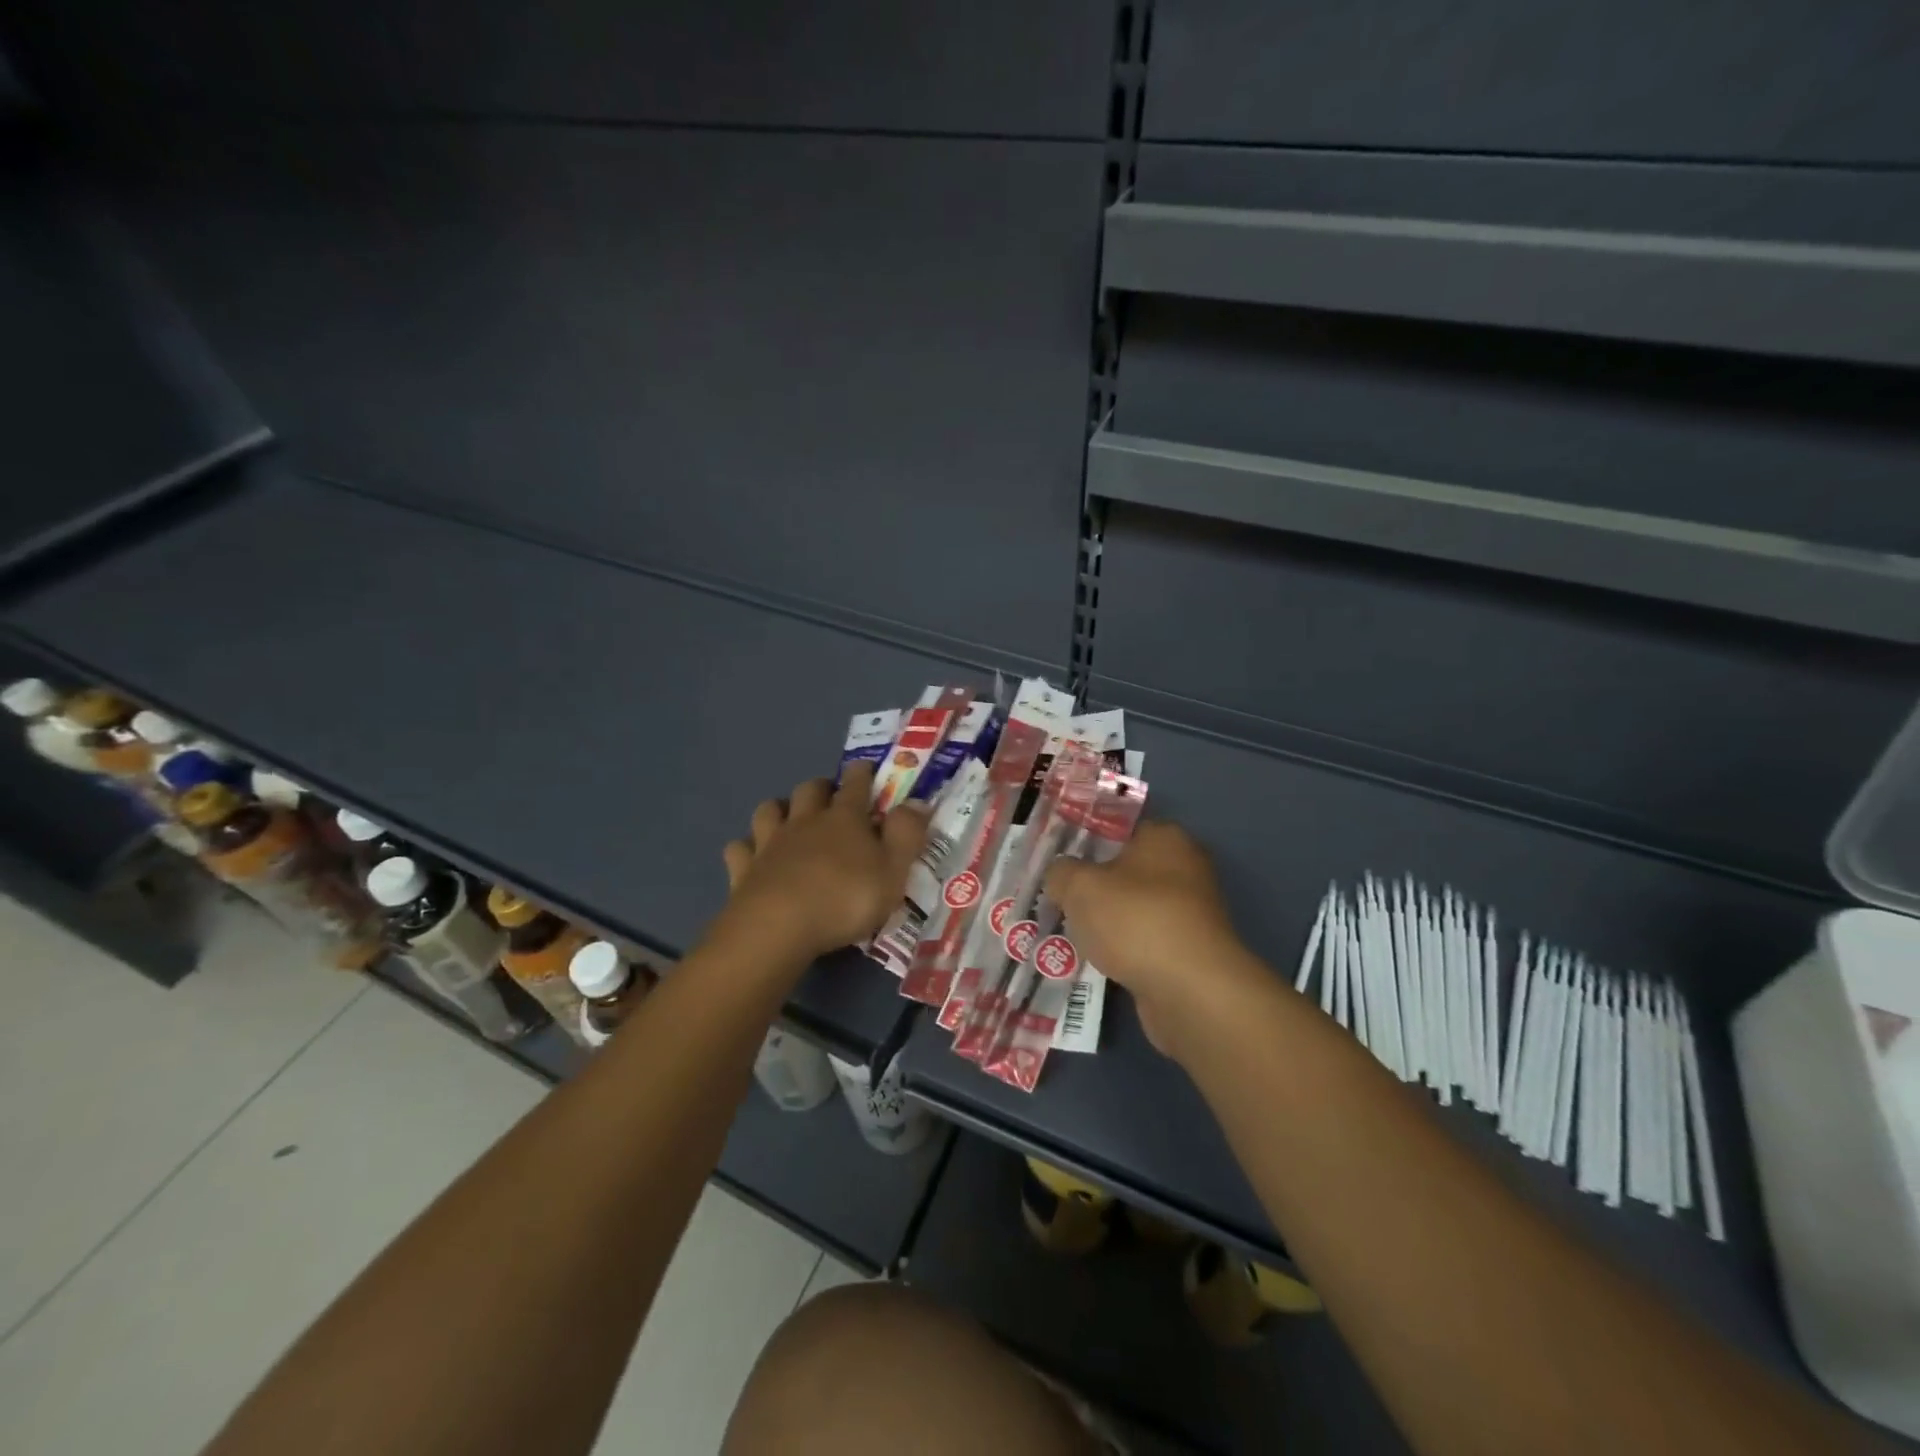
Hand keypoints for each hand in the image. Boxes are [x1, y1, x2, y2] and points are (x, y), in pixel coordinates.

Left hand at [715, 762, 929, 964]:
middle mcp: (805, 821)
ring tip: (788, 818)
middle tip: (831, 797)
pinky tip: (752, 855)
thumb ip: (907, 834)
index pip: (856, 784)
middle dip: (821, 788)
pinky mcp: (743, 869)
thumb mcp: (893, 871)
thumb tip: (918, 801)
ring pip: (769, 810)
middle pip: (810, 789)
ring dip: (780, 809)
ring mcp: (770, 843)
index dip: (863, 773)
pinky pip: (739, 847)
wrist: (778, 927)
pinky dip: (746, 847)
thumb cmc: (845, 899)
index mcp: (845, 819)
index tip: (867, 768)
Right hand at [1044, 821, 1261, 1059]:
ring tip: (1065, 931)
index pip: (1117, 828)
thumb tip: (1060, 876)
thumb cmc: (1135, 920)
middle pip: (1123, 870)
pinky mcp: (1187, 950)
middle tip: (1054, 896)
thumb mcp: (1080, 886)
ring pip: (1131, 908)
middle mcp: (1185, 868)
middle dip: (1090, 885)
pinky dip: (1120, 949)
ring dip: (1104, 920)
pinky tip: (1092, 960)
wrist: (1190, 991)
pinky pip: (1142, 940)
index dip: (1082, 841)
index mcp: (1165, 837)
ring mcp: (1189, 912)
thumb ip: (1061, 872)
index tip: (1054, 860)